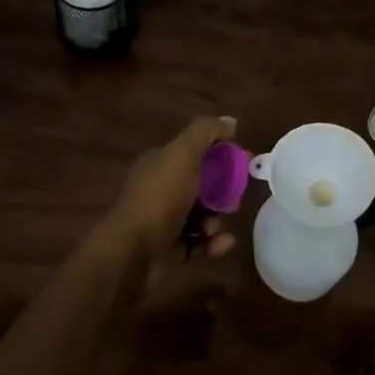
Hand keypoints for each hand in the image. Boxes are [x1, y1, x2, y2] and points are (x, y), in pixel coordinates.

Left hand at [96, 115, 240, 265]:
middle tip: (235, 199)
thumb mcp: (183, 154)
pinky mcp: (165, 250)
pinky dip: (211, 243)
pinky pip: (195, 243)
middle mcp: (157, 189)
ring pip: (198, 216)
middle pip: (198, 185)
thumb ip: (206, 132)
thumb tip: (231, 121)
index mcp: (158, 163)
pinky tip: (221, 244)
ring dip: (215, 220)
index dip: (219, 154)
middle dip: (220, 192)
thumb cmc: (160, 198)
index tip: (242, 163)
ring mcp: (160, 221)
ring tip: (219, 225)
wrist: (131, 252)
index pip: (193, 152)